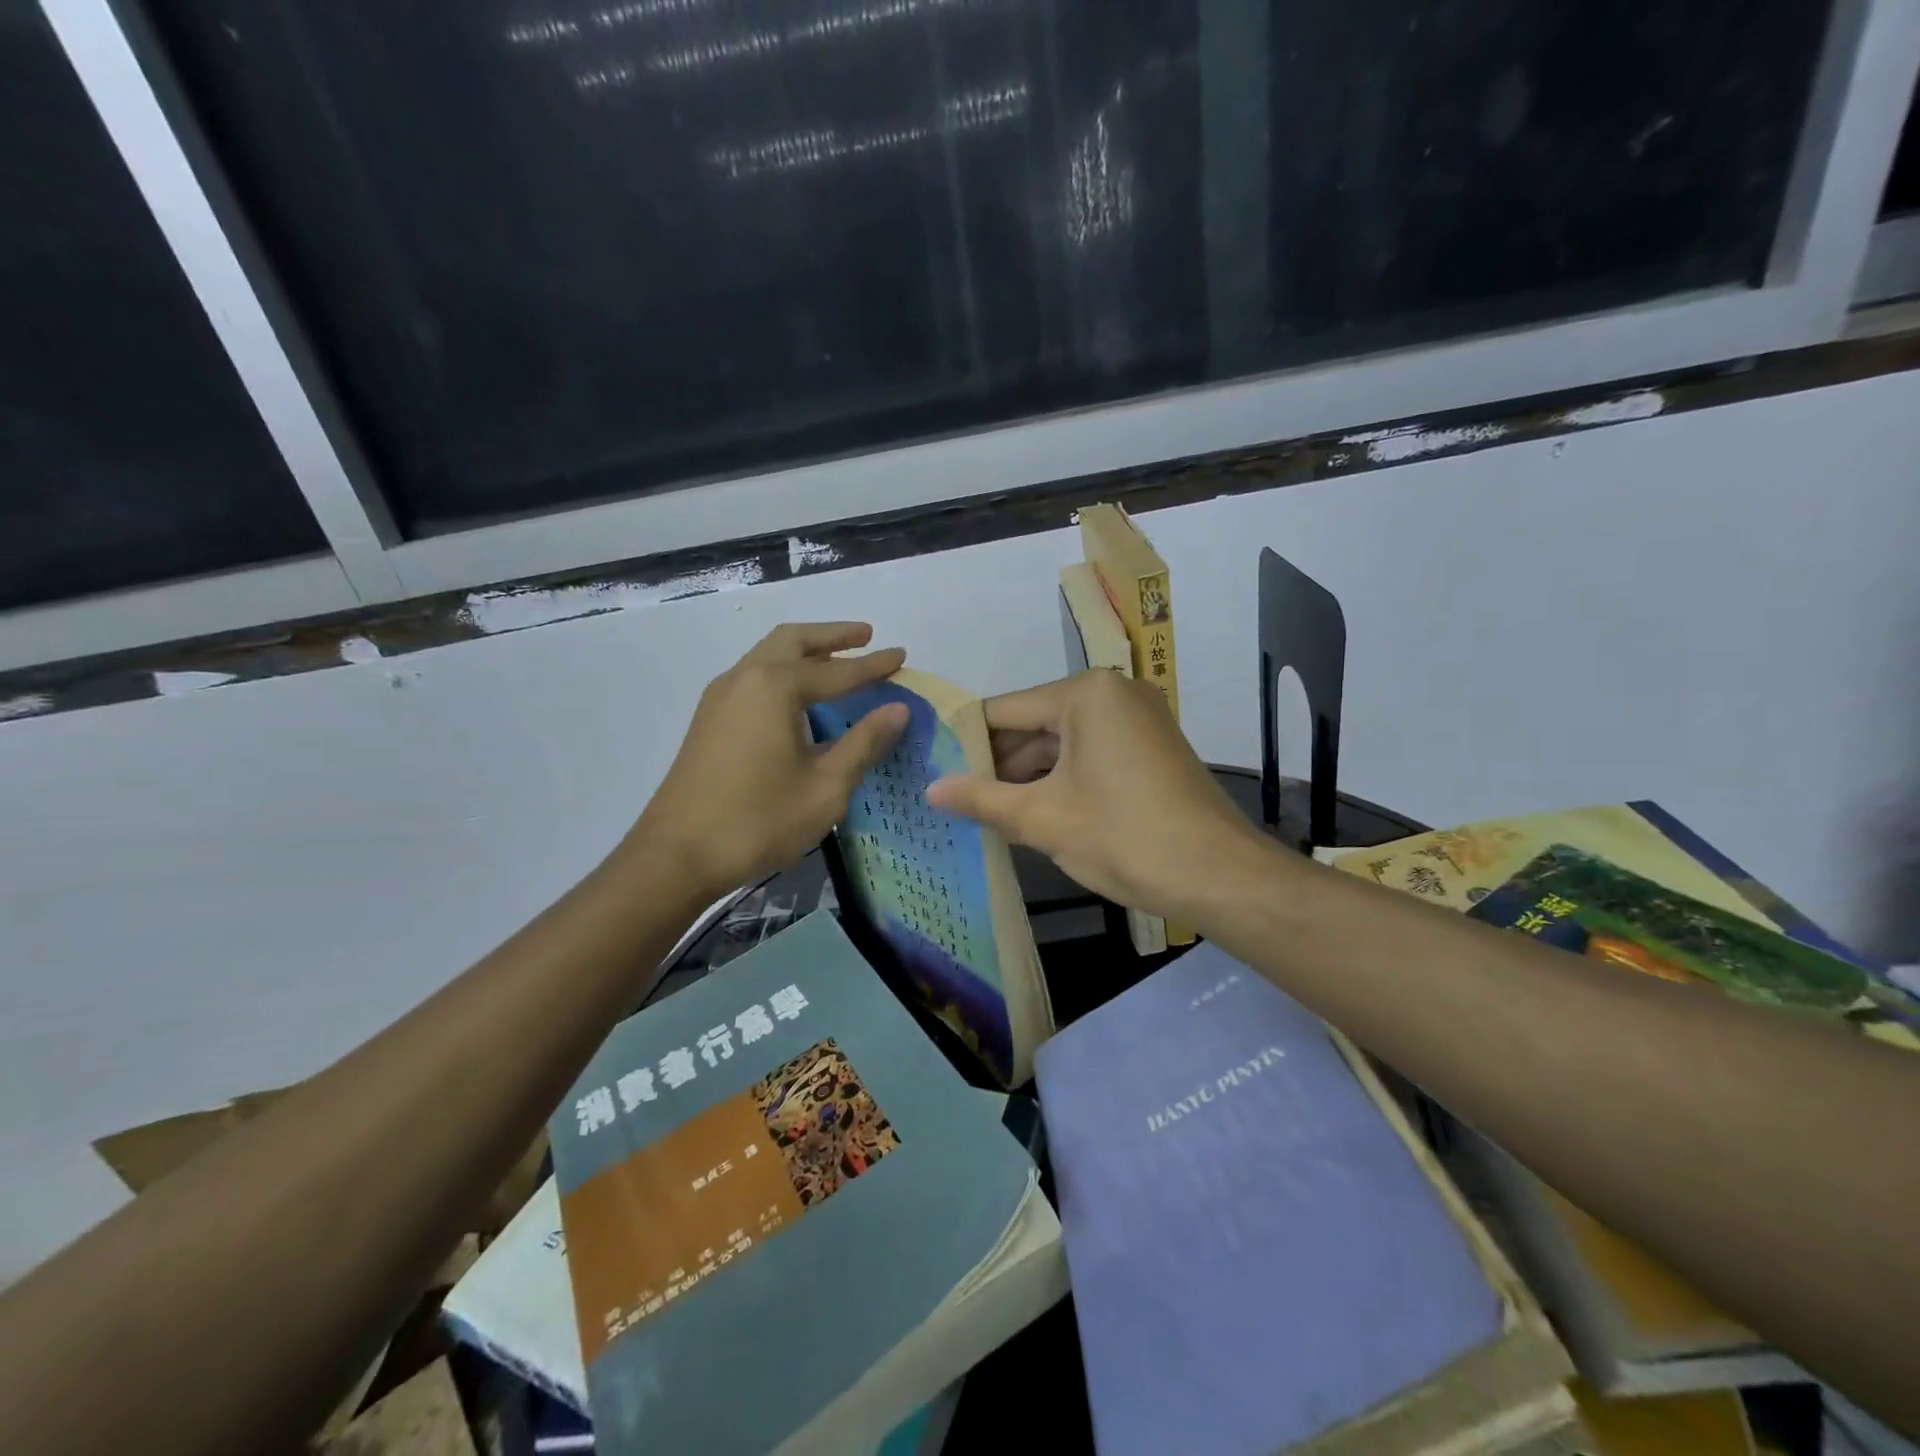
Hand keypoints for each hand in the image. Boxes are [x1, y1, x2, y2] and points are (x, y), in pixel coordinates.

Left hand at [631, 623, 908, 900]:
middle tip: (865, 635)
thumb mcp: (825, 787)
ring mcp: (720, 697)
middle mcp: (744, 678)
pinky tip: (800, 697)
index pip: (837, 670)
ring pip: (768, 655)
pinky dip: (783, 671)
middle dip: (832, 636)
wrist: (676, 856)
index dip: (873, 665)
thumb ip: (863, 743)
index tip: (902, 654)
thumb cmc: (758, 821)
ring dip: (805, 651)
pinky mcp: (709, 719)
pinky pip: (754, 677)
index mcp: (774, 687)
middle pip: (793, 641)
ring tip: (838, 660)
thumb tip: (897, 710)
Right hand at [926, 670, 1268, 923]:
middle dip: (996, 764)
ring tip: (981, 811)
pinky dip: (1060, 781)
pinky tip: (1029, 812)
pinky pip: (1089, 755)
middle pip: (1033, 725)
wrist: (1219, 876)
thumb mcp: (1043, 818)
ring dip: (1026, 777)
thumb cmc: (1125, 837)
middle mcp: (1113, 693)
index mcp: (1085, 693)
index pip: (1004, 711)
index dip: (964, 743)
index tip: (931, 769)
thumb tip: (931, 790)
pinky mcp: (1149, 749)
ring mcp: (1136, 720)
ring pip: (1061, 743)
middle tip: (952, 797)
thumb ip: (981, 799)